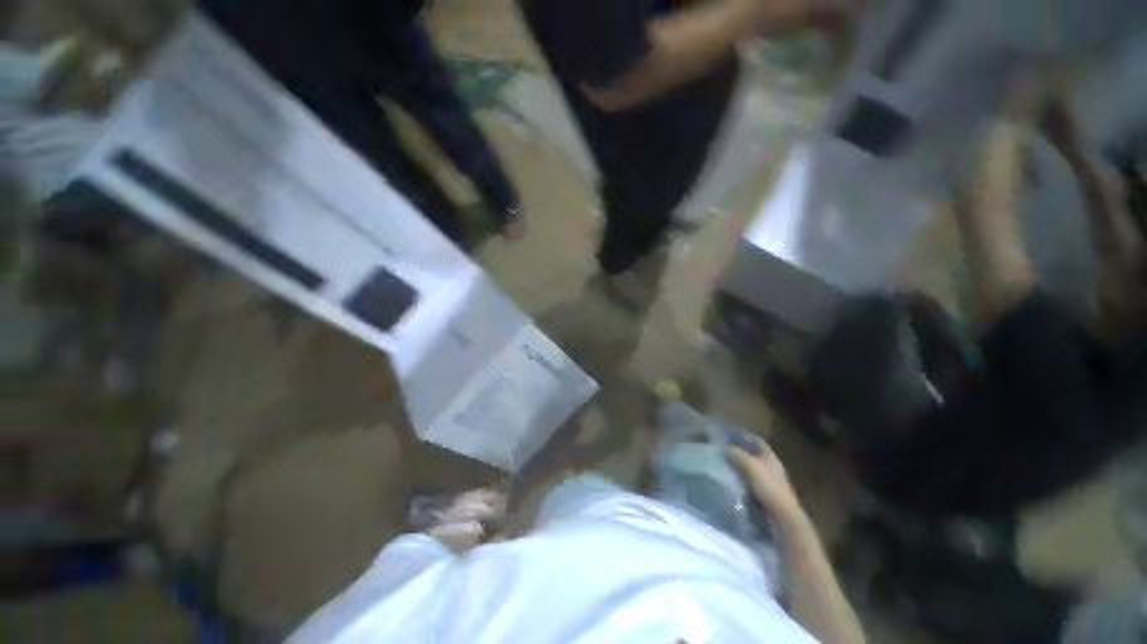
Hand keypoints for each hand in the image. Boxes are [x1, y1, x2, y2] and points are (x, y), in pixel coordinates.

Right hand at [726, 441, 802, 516]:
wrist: (782, 515)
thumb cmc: (768, 486)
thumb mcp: (750, 465)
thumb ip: (736, 453)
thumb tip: (722, 446)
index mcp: (770, 456)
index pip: (756, 440)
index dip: (742, 436)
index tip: (727, 435)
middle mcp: (770, 465)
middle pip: (752, 453)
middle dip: (738, 450)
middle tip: (721, 448)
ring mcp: (769, 480)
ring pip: (750, 467)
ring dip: (738, 465)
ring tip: (722, 463)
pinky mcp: (765, 493)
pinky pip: (750, 480)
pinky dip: (740, 477)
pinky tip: (730, 478)